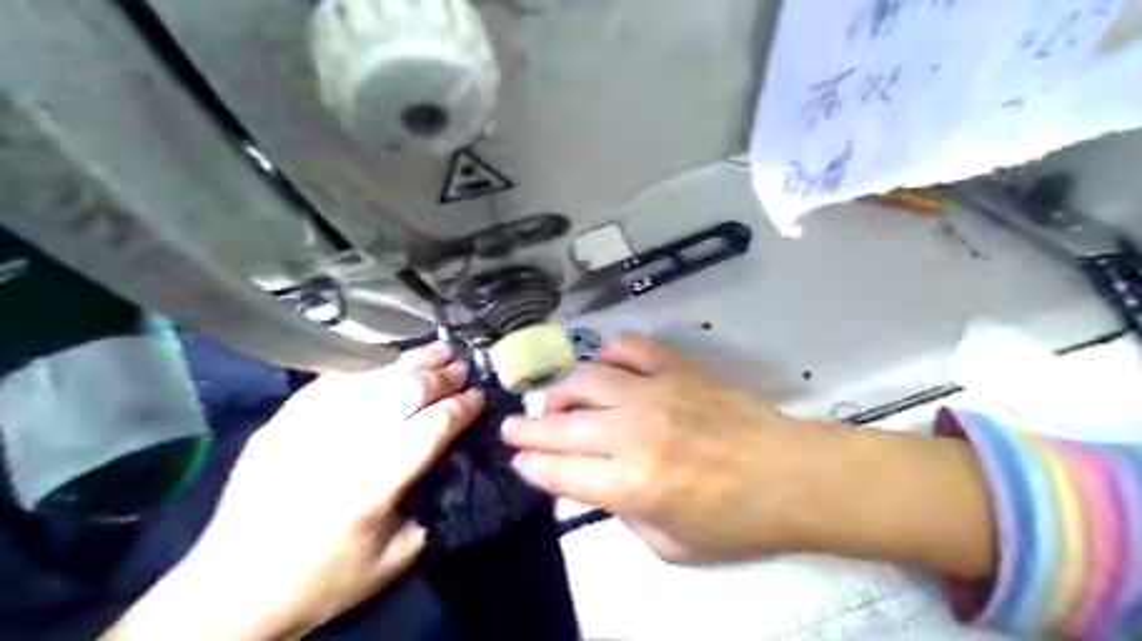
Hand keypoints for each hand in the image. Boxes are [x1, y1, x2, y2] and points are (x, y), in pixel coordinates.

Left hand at [98, 345, 485, 640]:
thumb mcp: (395, 559)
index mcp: (375, 482)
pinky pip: (333, 381)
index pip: (432, 426)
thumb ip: (429, 507)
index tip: (479, 396)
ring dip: (410, 361)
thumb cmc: (321, 580)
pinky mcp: (282, 421)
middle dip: (442, 376)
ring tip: (435, 350)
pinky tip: (384, 364)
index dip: (461, 407)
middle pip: (405, 391)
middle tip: (463, 367)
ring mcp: (308, 426)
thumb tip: (446, 464)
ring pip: (372, 378)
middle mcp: (344, 444)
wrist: (231, 590)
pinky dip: (366, 369)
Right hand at [502, 337, 821, 563]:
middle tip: (509, 428)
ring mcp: (654, 392)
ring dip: (559, 391)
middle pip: (561, 425)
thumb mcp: (671, 546)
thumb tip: (597, 483)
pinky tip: (601, 366)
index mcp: (631, 484)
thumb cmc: (736, 520)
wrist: (791, 475)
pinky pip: (629, 348)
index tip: (518, 462)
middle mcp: (633, 431)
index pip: (560, 471)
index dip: (531, 467)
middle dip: (526, 429)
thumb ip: (624, 514)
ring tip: (551, 402)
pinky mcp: (676, 369)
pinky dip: (607, 354)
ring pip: (586, 380)